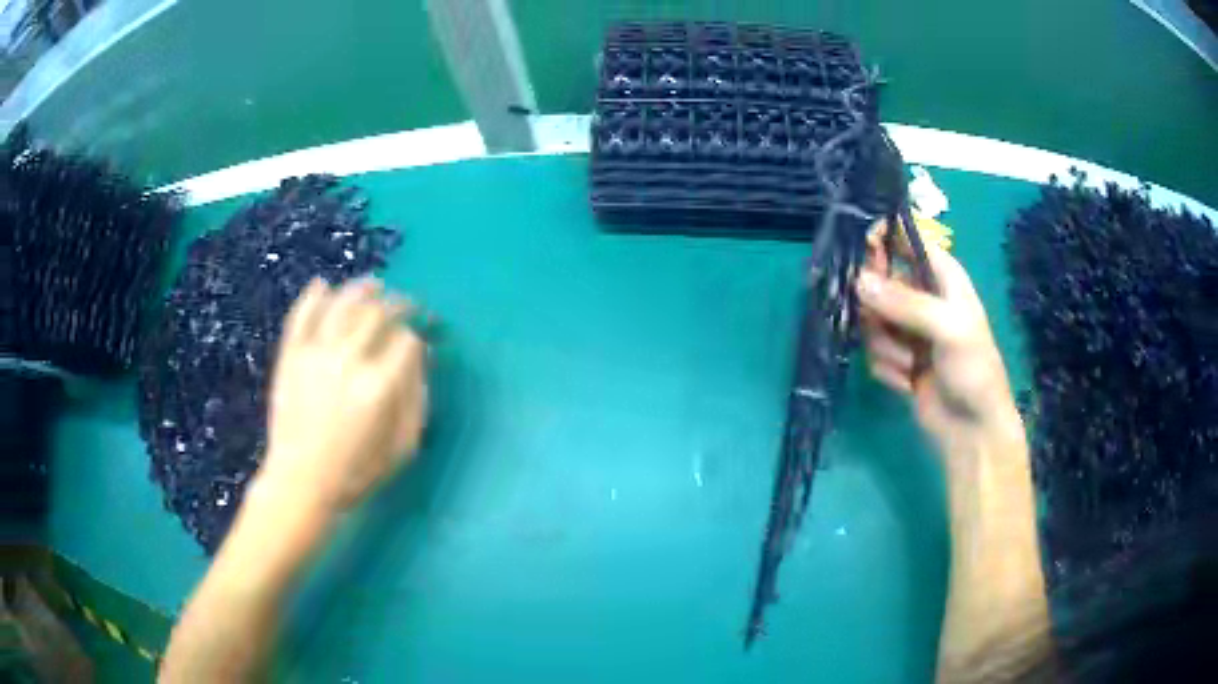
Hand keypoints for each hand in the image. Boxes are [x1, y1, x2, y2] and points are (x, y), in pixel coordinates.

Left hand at [259, 278, 427, 512]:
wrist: (300, 481)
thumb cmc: (355, 472)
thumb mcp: (402, 448)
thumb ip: (416, 401)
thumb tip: (421, 361)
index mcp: (379, 386)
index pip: (406, 340)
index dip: (419, 334)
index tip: (422, 338)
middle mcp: (348, 359)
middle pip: (378, 313)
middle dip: (399, 304)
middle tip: (407, 305)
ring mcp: (315, 353)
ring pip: (342, 302)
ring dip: (362, 289)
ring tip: (374, 286)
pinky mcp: (291, 354)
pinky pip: (303, 313)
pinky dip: (314, 295)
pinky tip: (324, 286)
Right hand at [855, 221, 1020, 452]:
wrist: (972, 429)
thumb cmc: (973, 370)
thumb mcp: (948, 328)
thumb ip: (905, 303)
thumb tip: (858, 281)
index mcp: (942, 275)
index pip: (906, 239)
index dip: (881, 241)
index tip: (862, 259)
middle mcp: (922, 296)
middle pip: (878, 280)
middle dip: (877, 306)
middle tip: (882, 322)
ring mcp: (907, 329)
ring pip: (871, 320)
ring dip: (886, 346)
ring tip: (910, 364)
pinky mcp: (896, 359)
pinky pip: (873, 352)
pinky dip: (887, 369)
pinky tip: (908, 382)